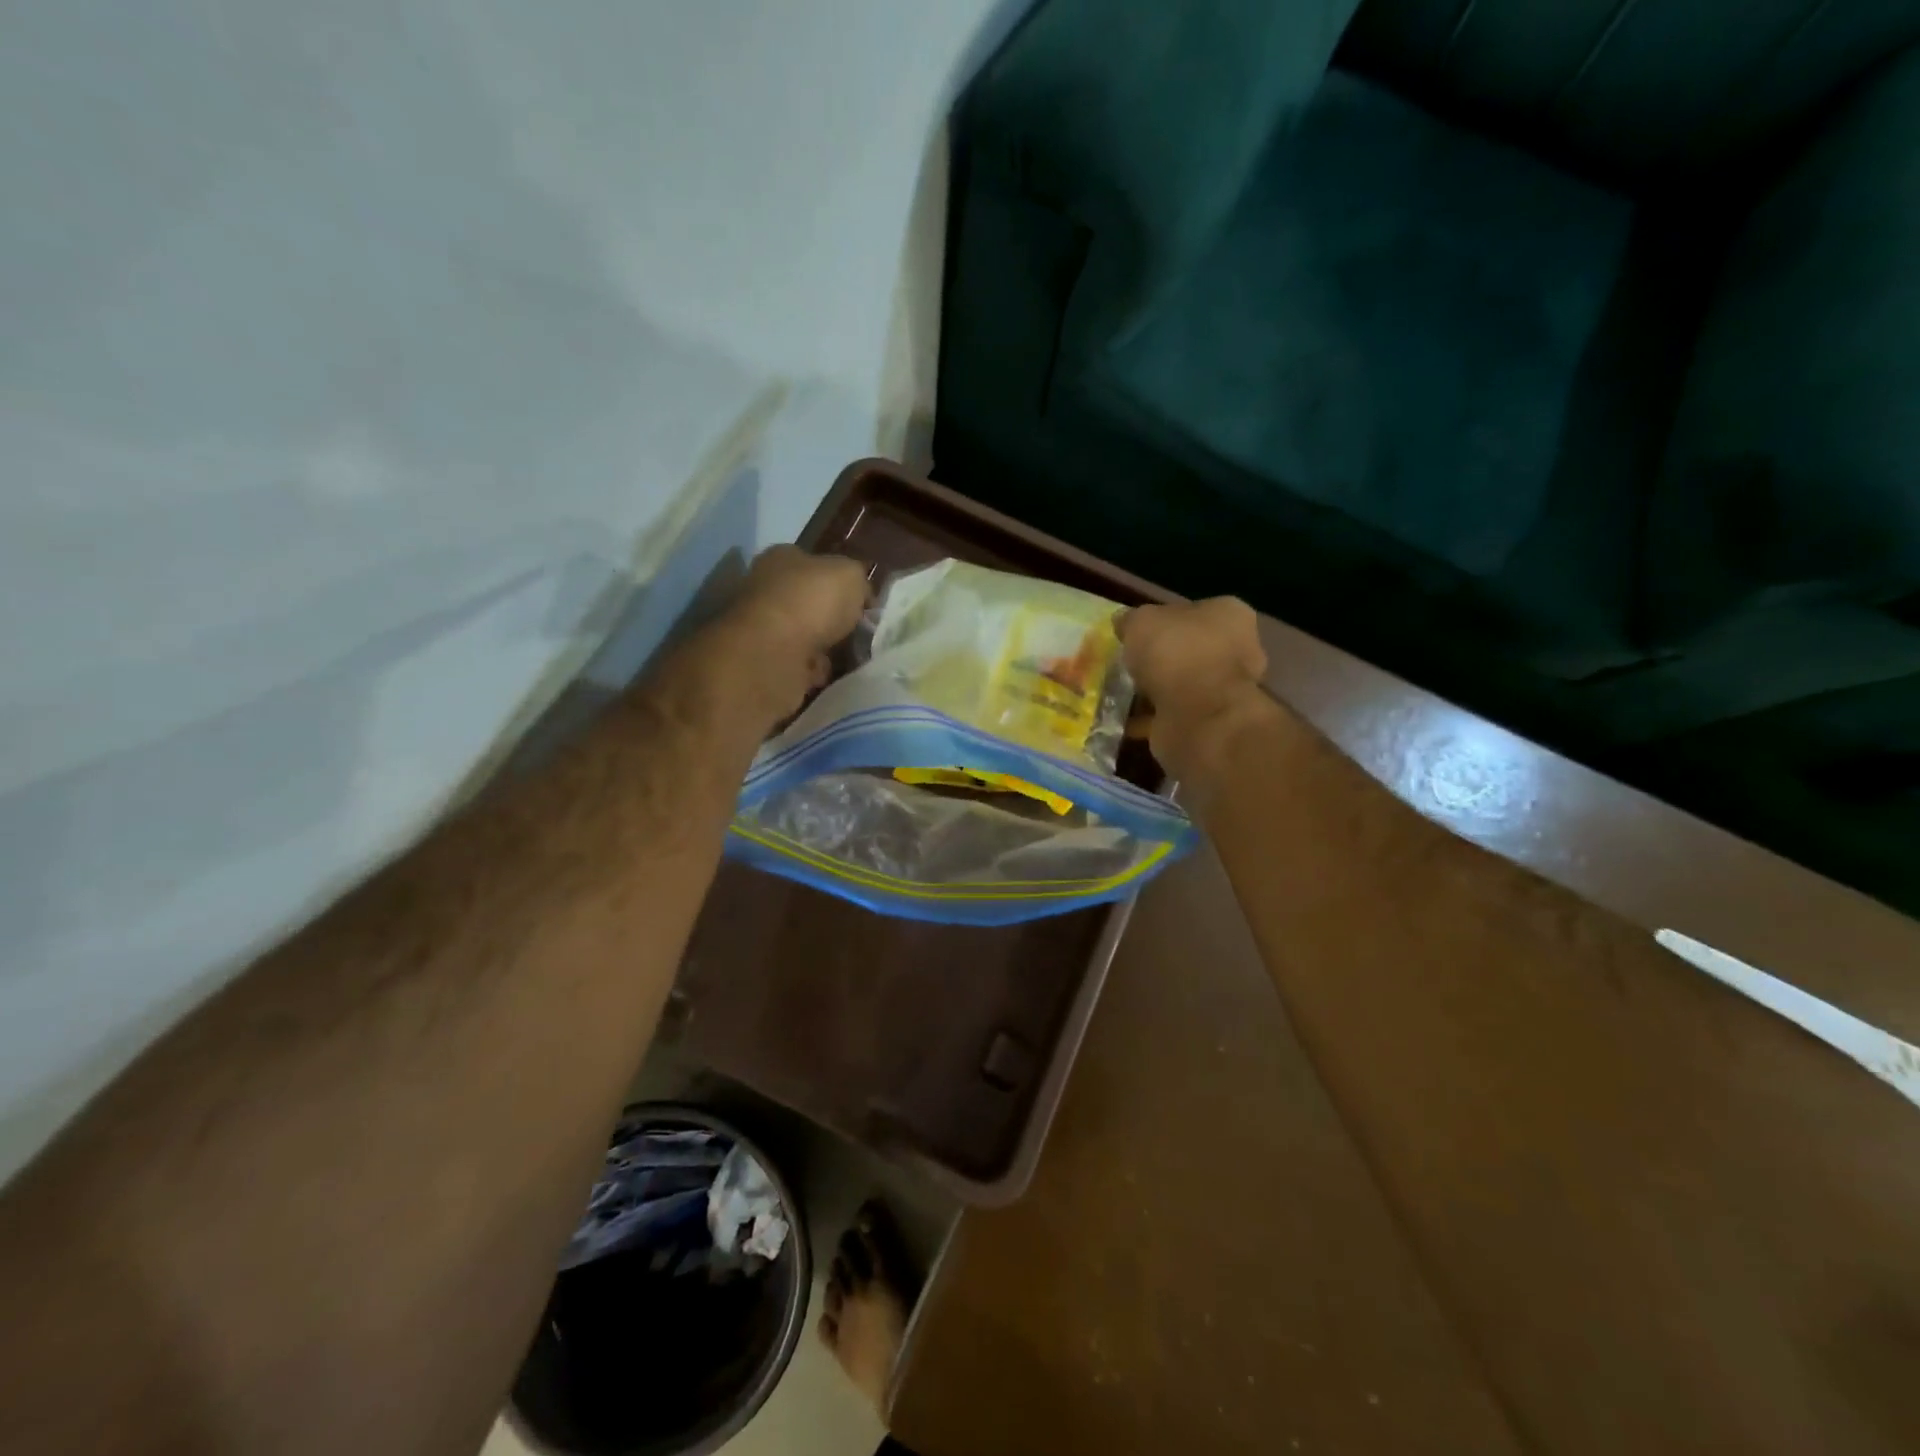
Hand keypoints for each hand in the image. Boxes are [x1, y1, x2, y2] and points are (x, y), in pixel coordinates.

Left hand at [722, 546, 870, 718]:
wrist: (774, 653)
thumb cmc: (811, 601)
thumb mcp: (851, 575)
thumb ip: (859, 581)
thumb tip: (860, 595)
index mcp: (782, 558)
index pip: (815, 565)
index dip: (840, 583)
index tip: (862, 603)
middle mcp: (766, 588)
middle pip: (809, 603)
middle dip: (832, 620)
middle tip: (859, 633)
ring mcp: (761, 627)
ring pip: (804, 636)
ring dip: (824, 649)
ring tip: (849, 657)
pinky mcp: (763, 661)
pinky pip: (798, 665)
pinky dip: (814, 671)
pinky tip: (828, 674)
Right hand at [1118, 598, 1270, 781]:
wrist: (1197, 716)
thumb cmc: (1176, 653)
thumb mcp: (1141, 621)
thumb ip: (1131, 620)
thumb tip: (1123, 623)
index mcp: (1229, 616)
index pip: (1193, 610)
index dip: (1163, 619)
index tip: (1137, 632)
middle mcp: (1236, 650)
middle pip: (1188, 648)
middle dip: (1160, 657)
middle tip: (1128, 662)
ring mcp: (1225, 689)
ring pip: (1181, 684)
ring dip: (1155, 688)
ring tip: (1121, 692)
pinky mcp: (1210, 722)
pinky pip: (1173, 714)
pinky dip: (1151, 717)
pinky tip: (1125, 718)